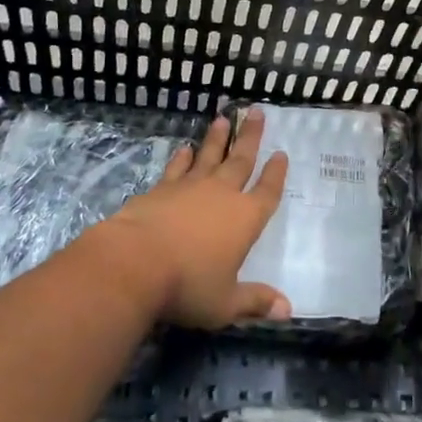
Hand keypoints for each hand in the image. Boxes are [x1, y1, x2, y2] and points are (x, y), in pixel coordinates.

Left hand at [101, 111, 291, 328]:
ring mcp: (189, 188)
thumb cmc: (187, 286)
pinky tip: (183, 148)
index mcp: (245, 219)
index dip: (276, 173)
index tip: (281, 154)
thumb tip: (288, 309)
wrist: (134, 263)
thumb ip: (255, 302)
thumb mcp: (225, 303)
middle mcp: (222, 195)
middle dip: (250, 137)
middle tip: (256, 111)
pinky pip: (176, 168)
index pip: (267, 191)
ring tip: (224, 118)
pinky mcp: (160, 190)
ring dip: (217, 138)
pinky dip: (181, 158)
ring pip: (209, 156)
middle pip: (241, 160)